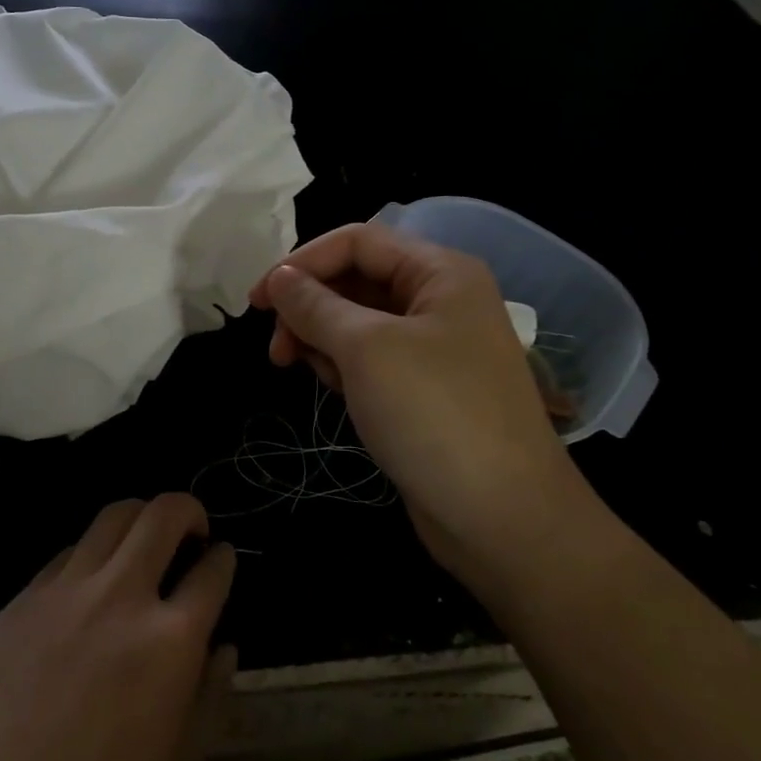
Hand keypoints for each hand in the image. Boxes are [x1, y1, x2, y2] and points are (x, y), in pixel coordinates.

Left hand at [0, 494, 236, 760]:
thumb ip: (207, 703)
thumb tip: (223, 648)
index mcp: (170, 641)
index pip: (212, 572)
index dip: (224, 560)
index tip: (222, 561)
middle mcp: (122, 596)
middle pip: (163, 514)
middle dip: (188, 509)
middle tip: (192, 530)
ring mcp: (66, 590)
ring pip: (113, 516)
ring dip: (140, 517)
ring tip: (143, 541)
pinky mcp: (23, 597)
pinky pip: (68, 551)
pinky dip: (92, 553)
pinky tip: (89, 585)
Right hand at [249, 222, 594, 588]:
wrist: (503, 518)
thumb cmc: (434, 414)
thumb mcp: (366, 349)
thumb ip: (315, 305)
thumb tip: (278, 277)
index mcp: (439, 272)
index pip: (357, 241)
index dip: (301, 262)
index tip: (257, 302)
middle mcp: (440, 301)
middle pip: (356, 280)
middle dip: (309, 307)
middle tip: (276, 349)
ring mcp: (435, 348)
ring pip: (359, 323)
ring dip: (323, 339)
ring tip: (302, 370)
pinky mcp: (425, 390)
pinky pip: (372, 360)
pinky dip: (344, 367)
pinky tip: (334, 389)